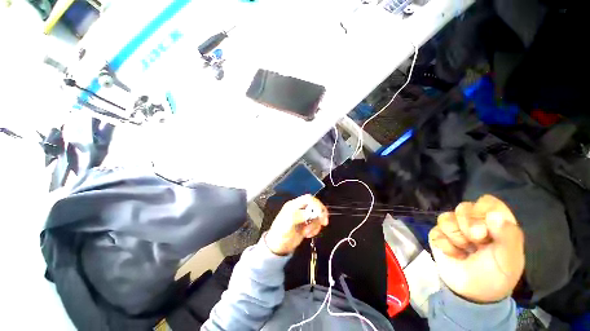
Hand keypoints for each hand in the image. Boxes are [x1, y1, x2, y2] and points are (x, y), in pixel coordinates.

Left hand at [265, 194, 328, 255]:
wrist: (278, 247)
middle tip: (324, 222)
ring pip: (317, 215)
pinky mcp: (306, 224)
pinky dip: (315, 229)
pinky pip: (316, 223)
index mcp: (293, 205)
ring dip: (316, 224)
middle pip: (314, 205)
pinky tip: (308, 235)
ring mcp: (303, 216)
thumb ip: (299, 216)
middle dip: (320, 213)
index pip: (308, 199)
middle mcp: (299, 209)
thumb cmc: (280, 233)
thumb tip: (311, 213)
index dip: (316, 204)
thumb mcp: (288, 223)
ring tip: (308, 233)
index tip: (320, 214)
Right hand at [428, 195, 524, 302]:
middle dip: (469, 225)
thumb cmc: (496, 275)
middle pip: (464, 207)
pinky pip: (436, 230)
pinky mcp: (438, 235)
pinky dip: (445, 244)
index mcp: (495, 223)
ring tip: (465, 251)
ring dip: (456, 237)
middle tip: (476, 242)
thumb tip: (494, 214)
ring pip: (446, 217)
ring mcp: (454, 228)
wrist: (471, 293)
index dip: (484, 210)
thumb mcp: (510, 260)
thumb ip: (509, 236)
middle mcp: (473, 222)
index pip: (487, 202)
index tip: (488, 227)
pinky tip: (454, 254)